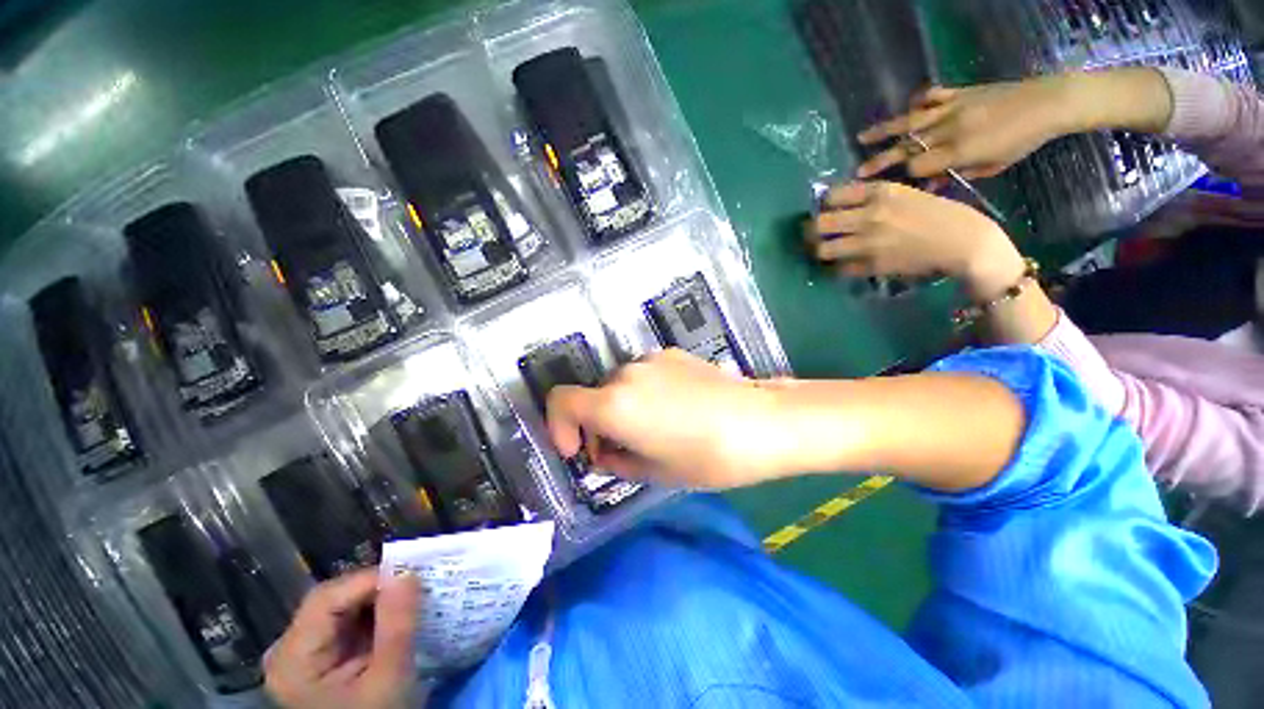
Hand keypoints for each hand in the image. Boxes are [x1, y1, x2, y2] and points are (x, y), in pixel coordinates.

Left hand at [265, 570, 419, 708]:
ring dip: (379, 600)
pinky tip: (397, 617)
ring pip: (342, 607)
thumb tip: (408, 573)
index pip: (327, 598)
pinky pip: (347, 621)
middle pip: (333, 600)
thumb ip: (396, 626)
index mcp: (293, 659)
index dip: (370, 580)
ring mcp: (303, 653)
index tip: (413, 575)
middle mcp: (289, 650)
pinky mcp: (319, 657)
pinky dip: (375, 614)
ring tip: (413, 597)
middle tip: (417, 585)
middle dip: (377, 589)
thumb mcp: (389, 680)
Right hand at [545, 349, 787, 488]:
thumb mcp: (654, 472)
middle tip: (619, 452)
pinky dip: (642, 394)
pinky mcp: (672, 354)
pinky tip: (673, 411)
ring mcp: (651, 359)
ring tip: (650, 432)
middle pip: (593, 396)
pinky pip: (643, 375)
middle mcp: (626, 373)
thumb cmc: (707, 457)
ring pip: (618, 386)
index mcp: (614, 403)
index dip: (558, 426)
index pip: (560, 401)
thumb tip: (603, 453)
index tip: (578, 450)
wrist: (762, 422)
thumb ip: (616, 461)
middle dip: (596, 425)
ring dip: (620, 409)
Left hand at [806, 181, 1024, 299]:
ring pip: (822, 249)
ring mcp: (868, 243)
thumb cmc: (941, 214)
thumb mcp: (907, 194)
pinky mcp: (872, 266)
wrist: (965, 243)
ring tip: (821, 250)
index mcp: (880, 192)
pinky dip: (836, 267)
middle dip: (810, 230)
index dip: (823, 204)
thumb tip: (843, 206)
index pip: (832, 195)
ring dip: (818, 250)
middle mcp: (869, 216)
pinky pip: (839, 268)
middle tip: (812, 234)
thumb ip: (874, 199)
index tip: (823, 209)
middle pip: (819, 224)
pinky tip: (839, 264)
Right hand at [855, 79, 1071, 180]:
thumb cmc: (1022, 142)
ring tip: (862, 137)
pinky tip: (908, 109)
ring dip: (885, 130)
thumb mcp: (992, 167)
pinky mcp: (959, 92)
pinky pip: (933, 95)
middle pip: (907, 147)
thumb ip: (958, 173)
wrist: (1049, 103)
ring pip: (911, 121)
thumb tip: (932, 180)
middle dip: (881, 160)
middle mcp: (949, 129)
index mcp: (959, 151)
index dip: (906, 176)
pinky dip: (919, 102)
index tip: (897, 185)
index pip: (918, 166)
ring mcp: (952, 108)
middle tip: (859, 171)